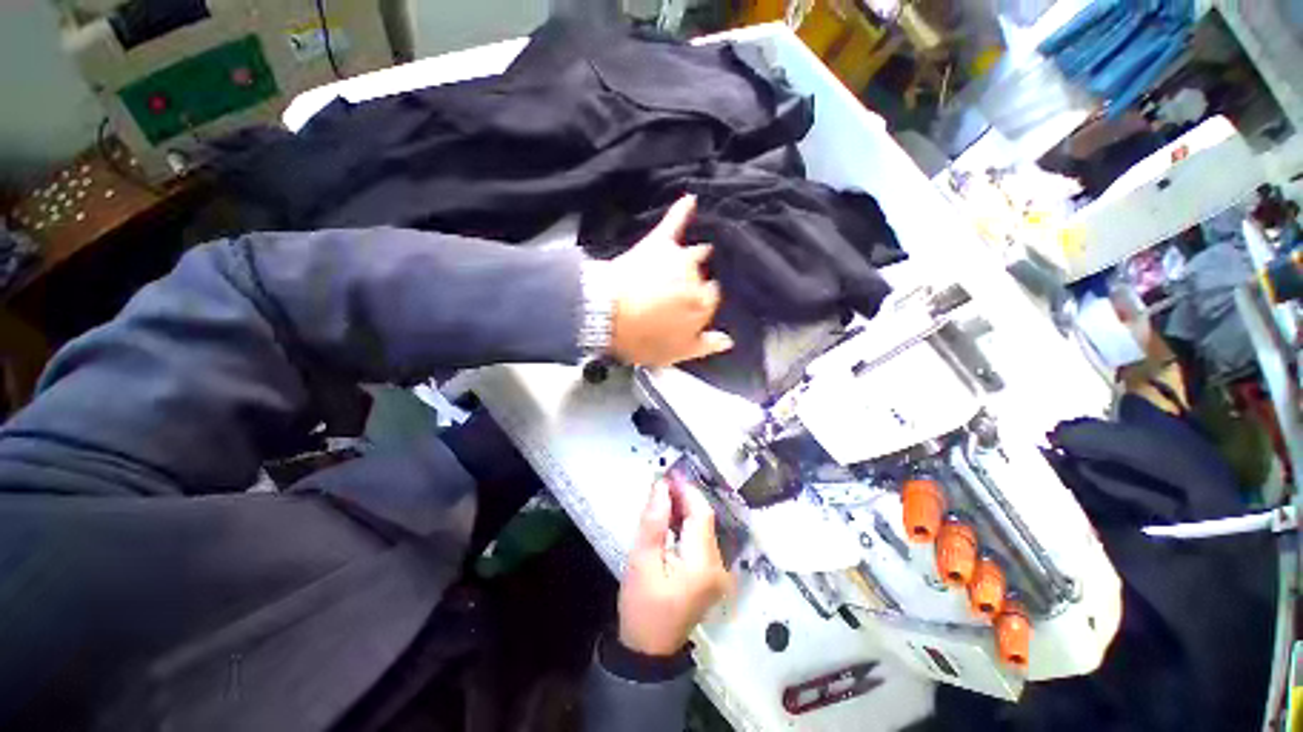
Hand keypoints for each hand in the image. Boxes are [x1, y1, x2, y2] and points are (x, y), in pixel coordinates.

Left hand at [607, 195, 733, 366]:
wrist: (607, 315)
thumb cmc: (641, 337)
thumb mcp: (674, 352)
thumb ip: (703, 346)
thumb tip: (727, 340)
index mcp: (701, 306)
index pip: (709, 300)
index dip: (698, 305)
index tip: (686, 310)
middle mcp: (697, 279)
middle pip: (701, 278)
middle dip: (695, 283)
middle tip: (679, 291)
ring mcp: (679, 260)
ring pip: (693, 255)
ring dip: (695, 255)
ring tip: (700, 251)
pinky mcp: (659, 245)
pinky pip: (673, 223)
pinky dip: (682, 211)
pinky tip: (690, 200)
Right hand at [617, 475, 732, 656]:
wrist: (649, 651)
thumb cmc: (641, 607)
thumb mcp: (641, 561)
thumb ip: (653, 521)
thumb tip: (661, 486)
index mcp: (703, 564)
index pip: (701, 514)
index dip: (687, 490)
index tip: (669, 473)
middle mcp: (718, 566)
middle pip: (705, 519)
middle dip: (685, 498)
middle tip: (663, 483)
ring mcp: (718, 572)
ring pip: (704, 528)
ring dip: (685, 510)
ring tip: (664, 496)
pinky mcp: (711, 575)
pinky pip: (701, 540)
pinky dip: (687, 525)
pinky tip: (671, 518)